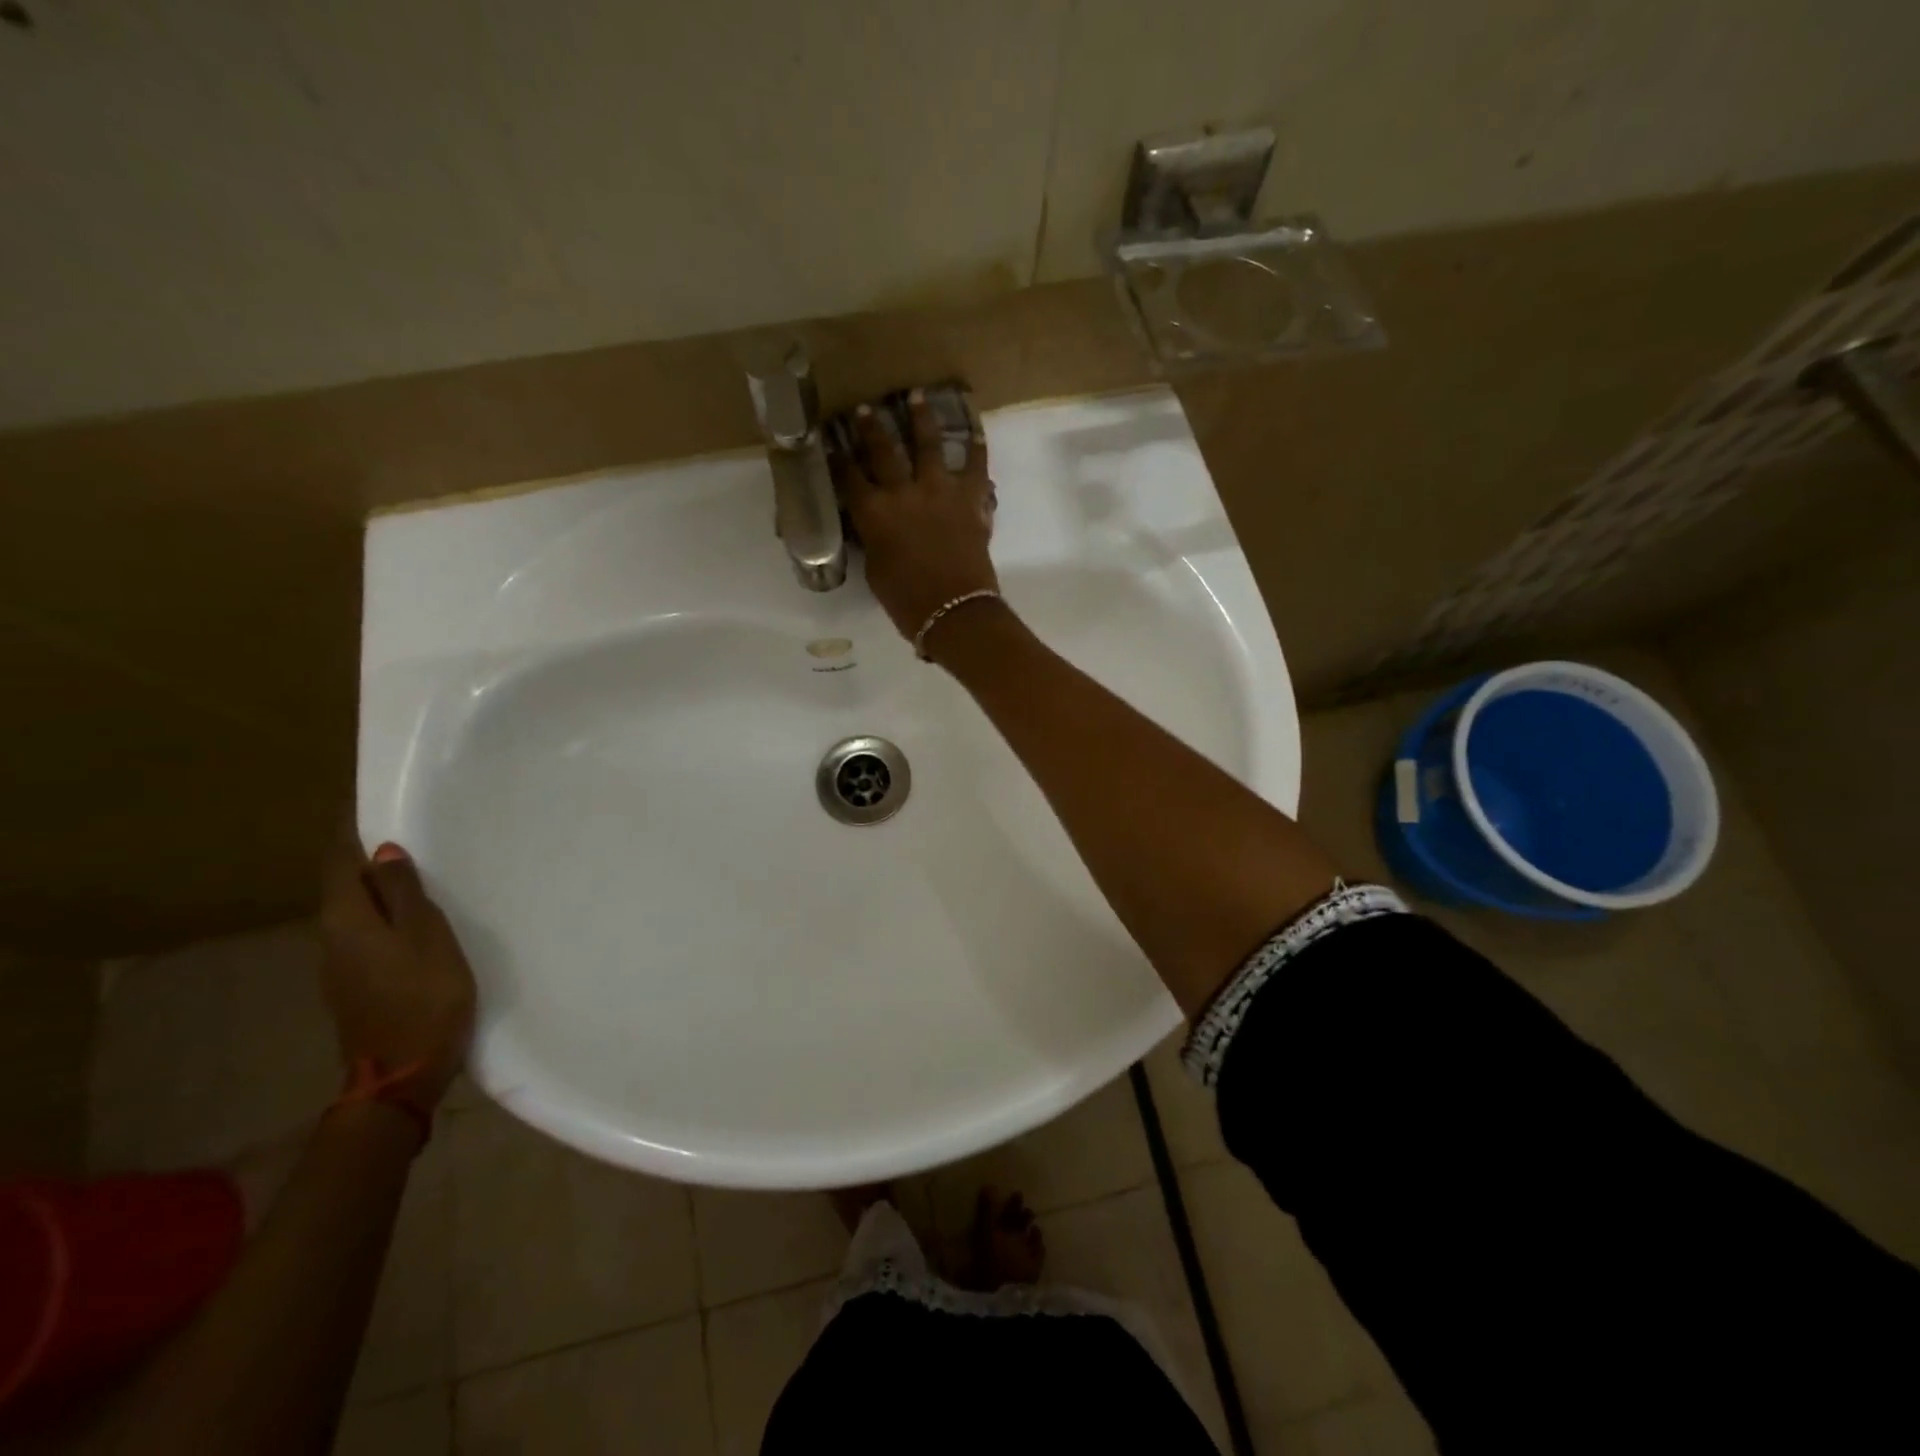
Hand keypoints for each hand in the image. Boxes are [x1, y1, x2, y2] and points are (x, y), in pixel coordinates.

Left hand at [318, 835, 475, 1111]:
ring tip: (421, 873)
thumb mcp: (425, 936)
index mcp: (345, 920)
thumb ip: (403, 893)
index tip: (368, 803)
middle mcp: (332, 939)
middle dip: (370, 859)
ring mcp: (341, 967)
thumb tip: (383, 852)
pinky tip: (418, 921)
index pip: (340, 862)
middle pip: (345, 887)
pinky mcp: (358, 987)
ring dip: (382, 891)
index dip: (351, 832)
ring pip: (358, 913)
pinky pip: (369, 936)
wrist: (402, 1074)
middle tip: (410, 834)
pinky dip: (388, 917)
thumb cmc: (423, 996)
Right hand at [846, 389, 998, 642]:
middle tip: (865, 408)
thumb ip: (874, 541)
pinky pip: (975, 464)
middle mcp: (902, 492)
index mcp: (872, 514)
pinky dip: (976, 446)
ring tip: (917, 395)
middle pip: (882, 450)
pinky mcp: (971, 497)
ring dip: (921, 418)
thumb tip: (875, 527)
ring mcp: (939, 490)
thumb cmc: (908, 602)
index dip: (838, 457)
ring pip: (928, 443)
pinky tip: (975, 429)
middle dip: (870, 427)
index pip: (848, 477)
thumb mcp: (876, 571)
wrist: (955, 611)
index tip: (831, 440)